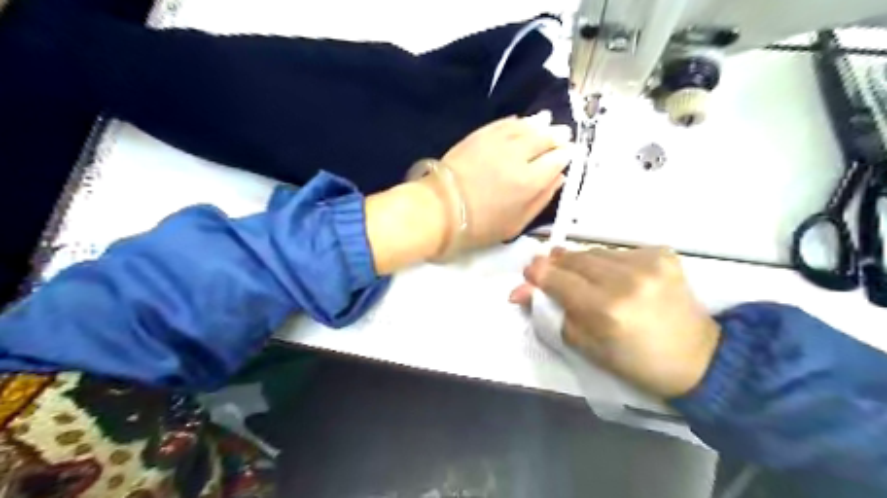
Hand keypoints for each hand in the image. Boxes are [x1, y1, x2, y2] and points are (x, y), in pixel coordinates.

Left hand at [438, 114, 574, 253]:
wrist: (441, 209)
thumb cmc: (480, 225)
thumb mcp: (516, 224)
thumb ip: (541, 200)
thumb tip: (559, 178)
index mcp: (530, 181)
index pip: (556, 160)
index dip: (565, 154)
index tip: (570, 152)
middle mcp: (518, 156)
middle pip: (544, 138)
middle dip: (557, 135)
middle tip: (563, 133)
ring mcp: (498, 142)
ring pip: (526, 126)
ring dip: (540, 123)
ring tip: (548, 121)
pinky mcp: (480, 135)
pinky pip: (504, 123)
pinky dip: (516, 121)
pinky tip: (522, 121)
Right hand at [514, 246, 719, 397]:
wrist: (699, 358)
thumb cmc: (636, 362)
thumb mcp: (586, 347)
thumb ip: (551, 314)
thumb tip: (521, 291)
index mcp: (604, 309)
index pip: (556, 278)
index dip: (537, 273)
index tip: (529, 273)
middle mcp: (625, 279)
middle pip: (573, 258)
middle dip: (556, 264)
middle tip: (552, 273)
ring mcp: (648, 263)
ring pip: (595, 252)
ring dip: (583, 263)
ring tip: (586, 279)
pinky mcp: (663, 254)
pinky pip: (620, 251)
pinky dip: (610, 262)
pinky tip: (617, 277)